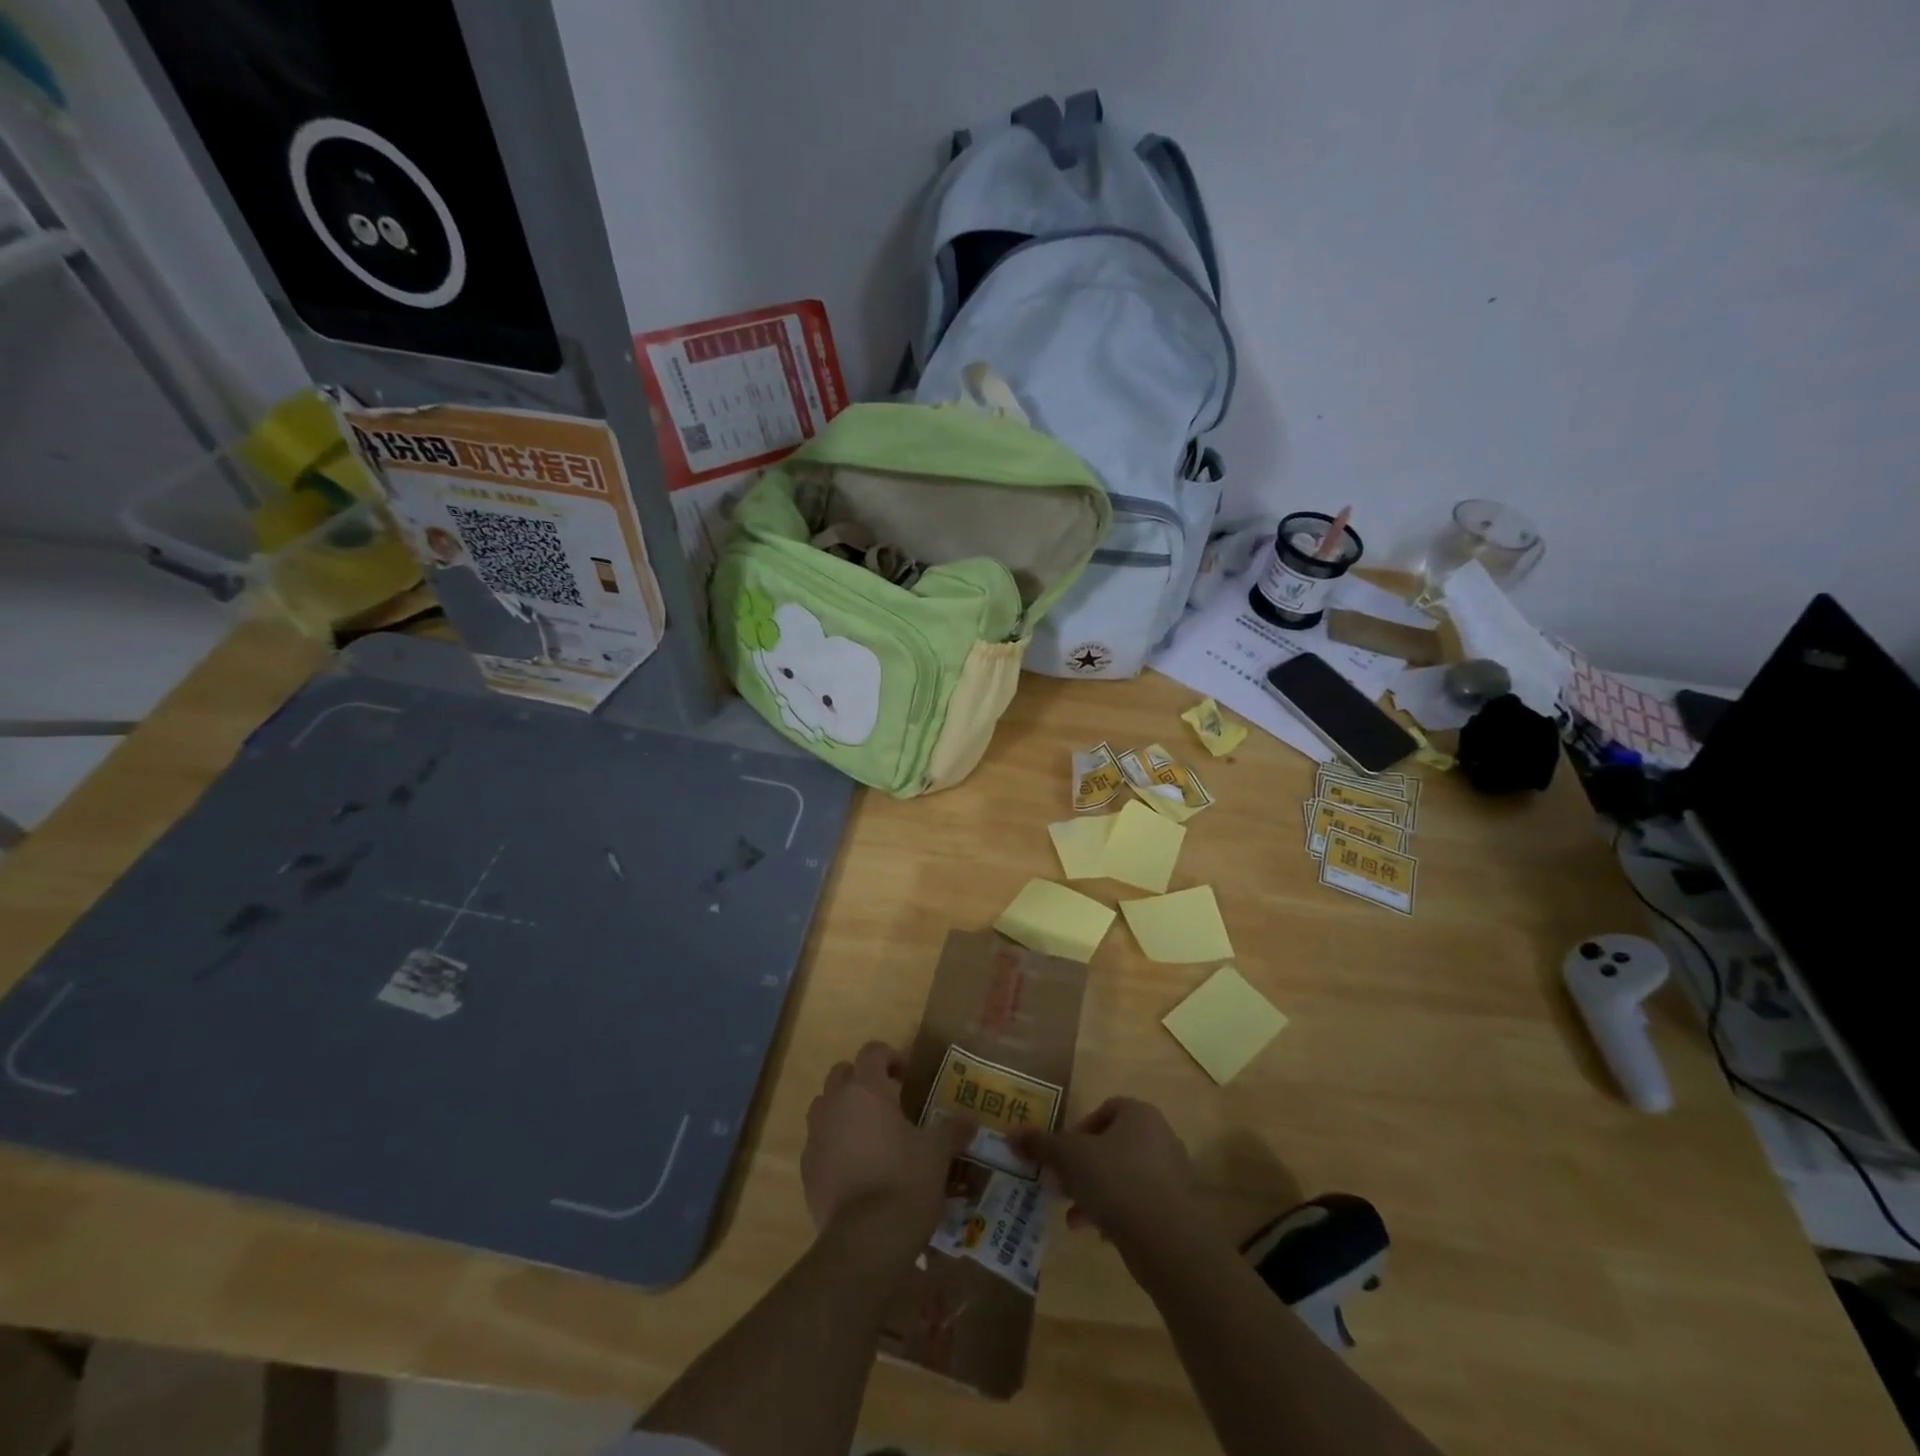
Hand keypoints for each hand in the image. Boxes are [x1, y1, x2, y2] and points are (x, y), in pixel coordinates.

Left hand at [802, 1041, 969, 1250]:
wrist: (865, 1241)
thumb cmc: (905, 1181)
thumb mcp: (937, 1152)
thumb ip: (952, 1129)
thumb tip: (970, 1120)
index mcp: (866, 1088)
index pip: (872, 1051)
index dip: (891, 1057)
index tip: (908, 1077)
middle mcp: (834, 1104)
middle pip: (842, 1074)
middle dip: (862, 1080)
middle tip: (888, 1102)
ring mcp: (815, 1137)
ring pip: (824, 1106)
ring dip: (844, 1110)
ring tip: (870, 1134)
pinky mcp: (806, 1170)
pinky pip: (818, 1143)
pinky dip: (834, 1145)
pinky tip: (856, 1168)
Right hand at [1010, 1096, 1200, 1252]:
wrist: (1168, 1238)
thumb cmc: (1116, 1180)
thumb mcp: (1070, 1157)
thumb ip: (1041, 1144)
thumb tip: (1010, 1134)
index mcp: (1139, 1114)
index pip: (1105, 1110)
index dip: (1078, 1131)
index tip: (1062, 1156)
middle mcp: (1160, 1137)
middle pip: (1112, 1146)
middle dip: (1083, 1168)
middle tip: (1061, 1187)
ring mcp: (1172, 1175)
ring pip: (1123, 1177)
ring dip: (1095, 1194)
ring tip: (1073, 1218)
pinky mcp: (1177, 1210)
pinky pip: (1139, 1204)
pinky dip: (1117, 1214)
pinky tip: (1098, 1234)